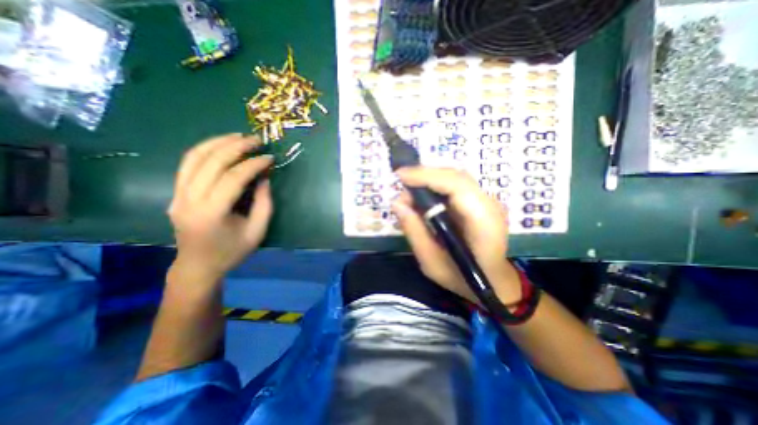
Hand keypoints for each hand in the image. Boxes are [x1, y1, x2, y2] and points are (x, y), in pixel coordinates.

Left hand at [166, 132, 274, 277]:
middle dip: (236, 146)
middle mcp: (189, 199)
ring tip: (238, 136)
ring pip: (194, 157)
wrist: (197, 266)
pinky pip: (188, 164)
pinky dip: (205, 150)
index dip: (254, 164)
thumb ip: (264, 202)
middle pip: (211, 162)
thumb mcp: (257, 230)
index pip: (234, 178)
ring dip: (217, 142)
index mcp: (212, 212)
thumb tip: (264, 177)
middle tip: (256, 140)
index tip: (270, 158)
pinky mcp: (175, 192)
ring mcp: (178, 194)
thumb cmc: (232, 251)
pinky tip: (220, 145)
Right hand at [391, 167, 521, 304]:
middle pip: (456, 177)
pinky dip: (437, 185)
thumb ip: (414, 231)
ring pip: (456, 178)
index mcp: (482, 222)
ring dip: (430, 179)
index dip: (427, 176)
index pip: (456, 186)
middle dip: (425, 175)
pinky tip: (424, 196)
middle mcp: (489, 205)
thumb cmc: (463, 279)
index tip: (401, 176)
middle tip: (401, 183)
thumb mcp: (432, 263)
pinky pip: (457, 186)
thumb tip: (397, 203)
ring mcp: (488, 201)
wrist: (494, 283)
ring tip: (409, 192)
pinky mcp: (481, 202)